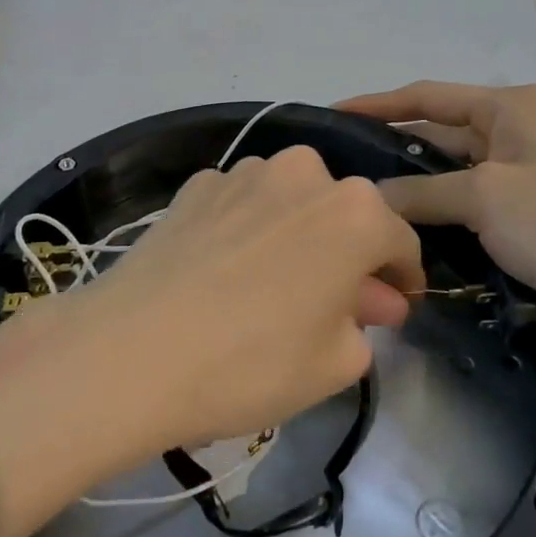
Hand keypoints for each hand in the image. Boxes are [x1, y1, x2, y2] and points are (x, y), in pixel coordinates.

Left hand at [63, 145, 421, 452]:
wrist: (133, 350)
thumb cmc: (253, 362)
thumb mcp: (334, 364)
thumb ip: (365, 323)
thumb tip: (370, 299)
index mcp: (355, 212)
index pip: (400, 240)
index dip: (402, 277)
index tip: (395, 305)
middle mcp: (304, 174)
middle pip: (343, 213)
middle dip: (347, 253)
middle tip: (333, 302)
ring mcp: (244, 172)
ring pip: (290, 201)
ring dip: (295, 233)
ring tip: (272, 284)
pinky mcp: (196, 184)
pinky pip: (240, 203)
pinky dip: (245, 228)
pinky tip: (224, 269)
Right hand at [338, 82, 535, 341]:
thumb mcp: (484, 198)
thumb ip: (420, 193)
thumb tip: (368, 200)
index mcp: (511, 106)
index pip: (428, 96)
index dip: (378, 104)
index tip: (332, 114)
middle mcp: (518, 129)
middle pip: (440, 132)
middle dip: (393, 148)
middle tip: (340, 169)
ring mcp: (526, 172)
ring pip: (454, 171)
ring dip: (415, 186)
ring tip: (361, 199)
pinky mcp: (532, 211)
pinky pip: (472, 201)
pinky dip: (441, 211)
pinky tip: (406, 227)